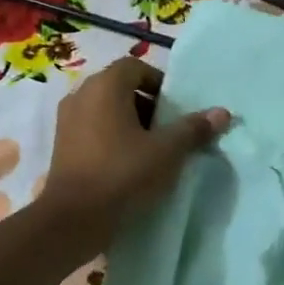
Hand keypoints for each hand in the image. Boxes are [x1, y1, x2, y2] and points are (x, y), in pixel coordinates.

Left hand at [38, 57, 230, 252]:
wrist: (74, 218)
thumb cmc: (123, 173)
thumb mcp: (167, 152)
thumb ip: (193, 129)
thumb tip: (222, 112)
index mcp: (105, 86)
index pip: (135, 66)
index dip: (159, 83)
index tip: (175, 109)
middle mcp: (81, 95)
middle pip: (120, 87)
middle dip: (147, 104)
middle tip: (167, 129)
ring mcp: (66, 120)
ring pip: (105, 110)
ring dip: (129, 122)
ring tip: (150, 149)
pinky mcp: (61, 145)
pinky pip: (92, 129)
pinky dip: (111, 137)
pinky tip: (127, 163)